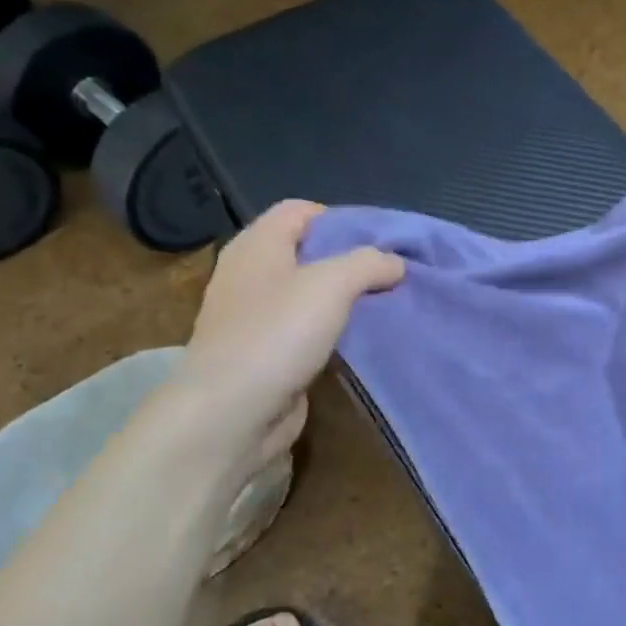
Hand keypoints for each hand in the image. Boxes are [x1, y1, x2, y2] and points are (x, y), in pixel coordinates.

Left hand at [177, 200, 403, 459]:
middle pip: (308, 252)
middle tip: (393, 273)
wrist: (231, 414)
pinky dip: (334, 332)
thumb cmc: (276, 334)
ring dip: (346, 299)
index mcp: (257, 245)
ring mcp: (256, 317)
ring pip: (309, 295)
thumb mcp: (331, 284)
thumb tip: (395, 263)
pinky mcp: (266, 355)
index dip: (341, 218)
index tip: (382, 240)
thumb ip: (368, 263)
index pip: (300, 211)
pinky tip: (363, 339)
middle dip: (350, 260)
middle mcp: (252, 274)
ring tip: (388, 304)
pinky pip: (307, 331)